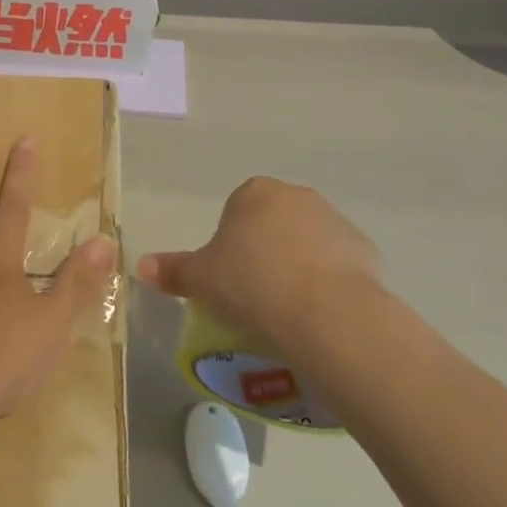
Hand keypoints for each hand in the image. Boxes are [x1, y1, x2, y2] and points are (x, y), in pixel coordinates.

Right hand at [137, 178, 386, 361]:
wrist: (326, 313)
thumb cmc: (252, 284)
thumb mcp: (202, 279)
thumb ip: (173, 270)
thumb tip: (140, 266)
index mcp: (254, 192)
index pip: (235, 211)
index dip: (230, 245)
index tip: (230, 278)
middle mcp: (296, 196)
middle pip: (273, 223)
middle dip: (265, 252)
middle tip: (255, 295)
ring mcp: (335, 220)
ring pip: (307, 243)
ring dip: (298, 266)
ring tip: (288, 310)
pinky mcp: (366, 251)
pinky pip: (338, 266)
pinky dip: (328, 284)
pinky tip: (319, 314)